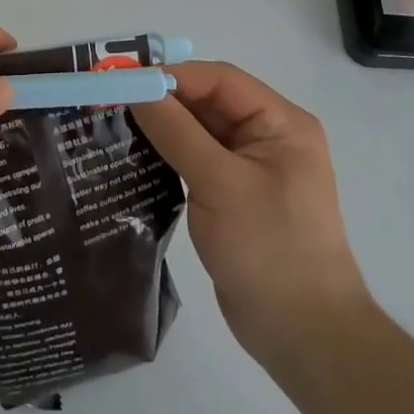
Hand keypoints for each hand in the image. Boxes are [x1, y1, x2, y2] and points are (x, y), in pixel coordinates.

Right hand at [131, 62, 365, 368]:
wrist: (303, 338)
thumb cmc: (269, 249)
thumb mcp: (220, 184)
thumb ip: (177, 131)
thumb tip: (137, 88)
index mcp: (281, 123)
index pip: (220, 80)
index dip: (173, 76)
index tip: (125, 80)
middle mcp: (268, 138)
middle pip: (208, 103)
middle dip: (163, 101)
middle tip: (111, 101)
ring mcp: (250, 169)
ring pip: (198, 132)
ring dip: (162, 128)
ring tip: (114, 124)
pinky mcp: (232, 197)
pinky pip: (195, 161)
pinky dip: (167, 156)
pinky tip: (134, 158)